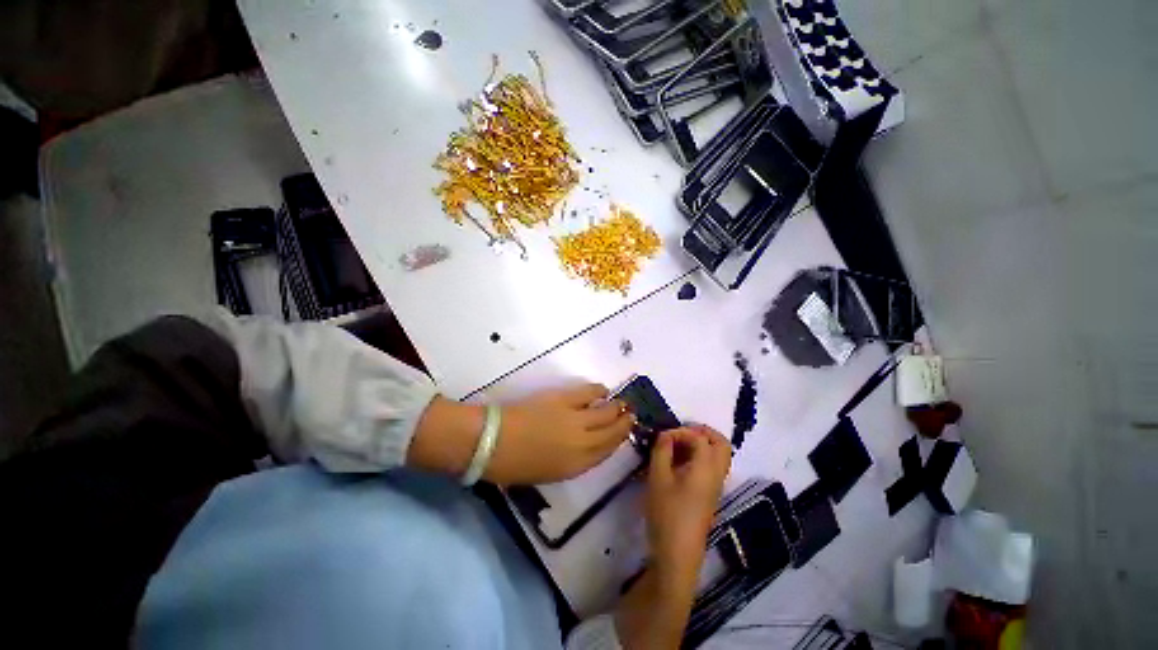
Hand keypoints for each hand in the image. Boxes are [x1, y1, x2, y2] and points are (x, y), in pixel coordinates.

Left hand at [486, 383, 633, 484]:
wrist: (490, 442)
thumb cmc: (513, 465)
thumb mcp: (547, 473)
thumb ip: (571, 461)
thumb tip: (586, 445)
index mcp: (576, 466)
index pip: (608, 452)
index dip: (620, 440)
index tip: (627, 432)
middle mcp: (582, 443)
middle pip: (612, 431)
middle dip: (625, 423)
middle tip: (631, 414)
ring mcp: (574, 419)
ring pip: (605, 412)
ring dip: (617, 407)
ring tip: (622, 403)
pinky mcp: (563, 399)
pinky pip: (589, 393)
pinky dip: (599, 391)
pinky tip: (603, 391)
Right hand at [615, 426, 730, 649]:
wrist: (677, 554)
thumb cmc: (667, 513)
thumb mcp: (658, 478)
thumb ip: (661, 451)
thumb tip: (665, 436)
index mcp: (706, 468)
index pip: (700, 437)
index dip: (680, 432)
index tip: (662, 438)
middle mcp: (716, 474)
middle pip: (721, 443)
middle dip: (702, 432)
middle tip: (680, 433)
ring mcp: (716, 486)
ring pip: (719, 455)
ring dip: (702, 443)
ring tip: (677, 446)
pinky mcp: (710, 495)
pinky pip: (712, 466)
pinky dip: (700, 456)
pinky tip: (679, 462)